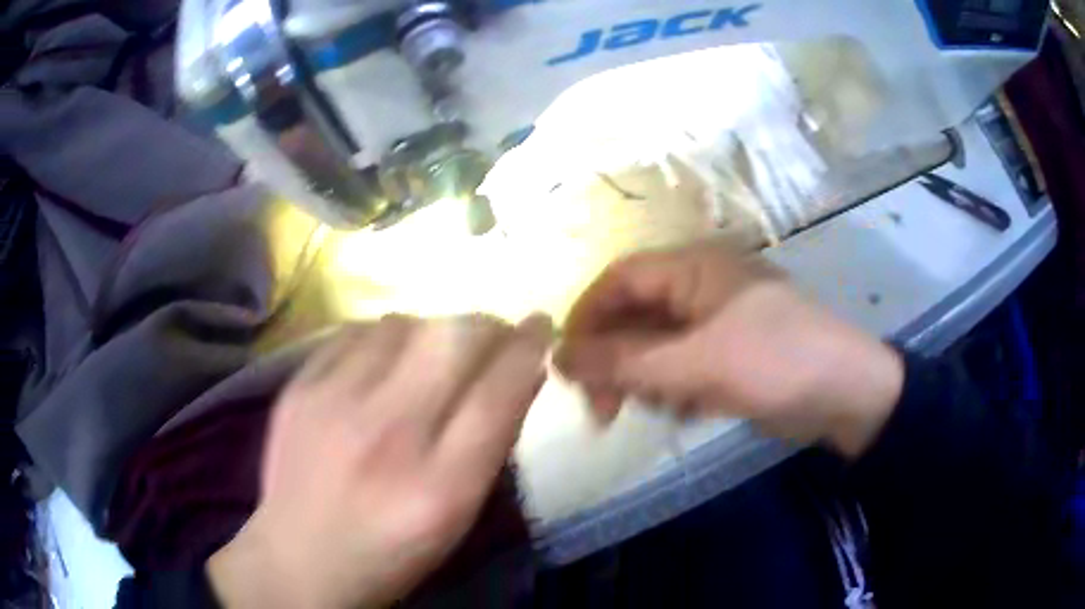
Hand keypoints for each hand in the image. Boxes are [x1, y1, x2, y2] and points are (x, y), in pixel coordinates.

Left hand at [208, 314, 551, 608]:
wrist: (299, 558)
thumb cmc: (391, 550)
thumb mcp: (459, 515)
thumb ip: (493, 443)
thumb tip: (521, 374)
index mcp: (440, 485)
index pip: (500, 391)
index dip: (528, 347)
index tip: (540, 326)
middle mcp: (387, 434)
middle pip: (453, 339)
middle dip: (487, 325)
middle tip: (493, 334)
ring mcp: (333, 404)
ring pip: (403, 323)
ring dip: (433, 329)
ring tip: (433, 351)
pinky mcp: (298, 389)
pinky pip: (354, 332)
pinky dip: (383, 337)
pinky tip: (384, 358)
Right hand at [554, 242, 903, 457]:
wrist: (847, 394)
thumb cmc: (777, 363)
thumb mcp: (697, 364)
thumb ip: (626, 361)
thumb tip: (559, 355)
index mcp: (695, 268)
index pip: (620, 278)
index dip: (586, 317)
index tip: (565, 365)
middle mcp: (701, 286)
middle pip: (635, 315)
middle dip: (614, 360)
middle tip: (602, 410)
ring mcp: (717, 321)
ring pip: (657, 344)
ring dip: (645, 379)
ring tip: (659, 410)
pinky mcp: (730, 352)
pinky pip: (683, 365)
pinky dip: (674, 389)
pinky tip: (687, 411)